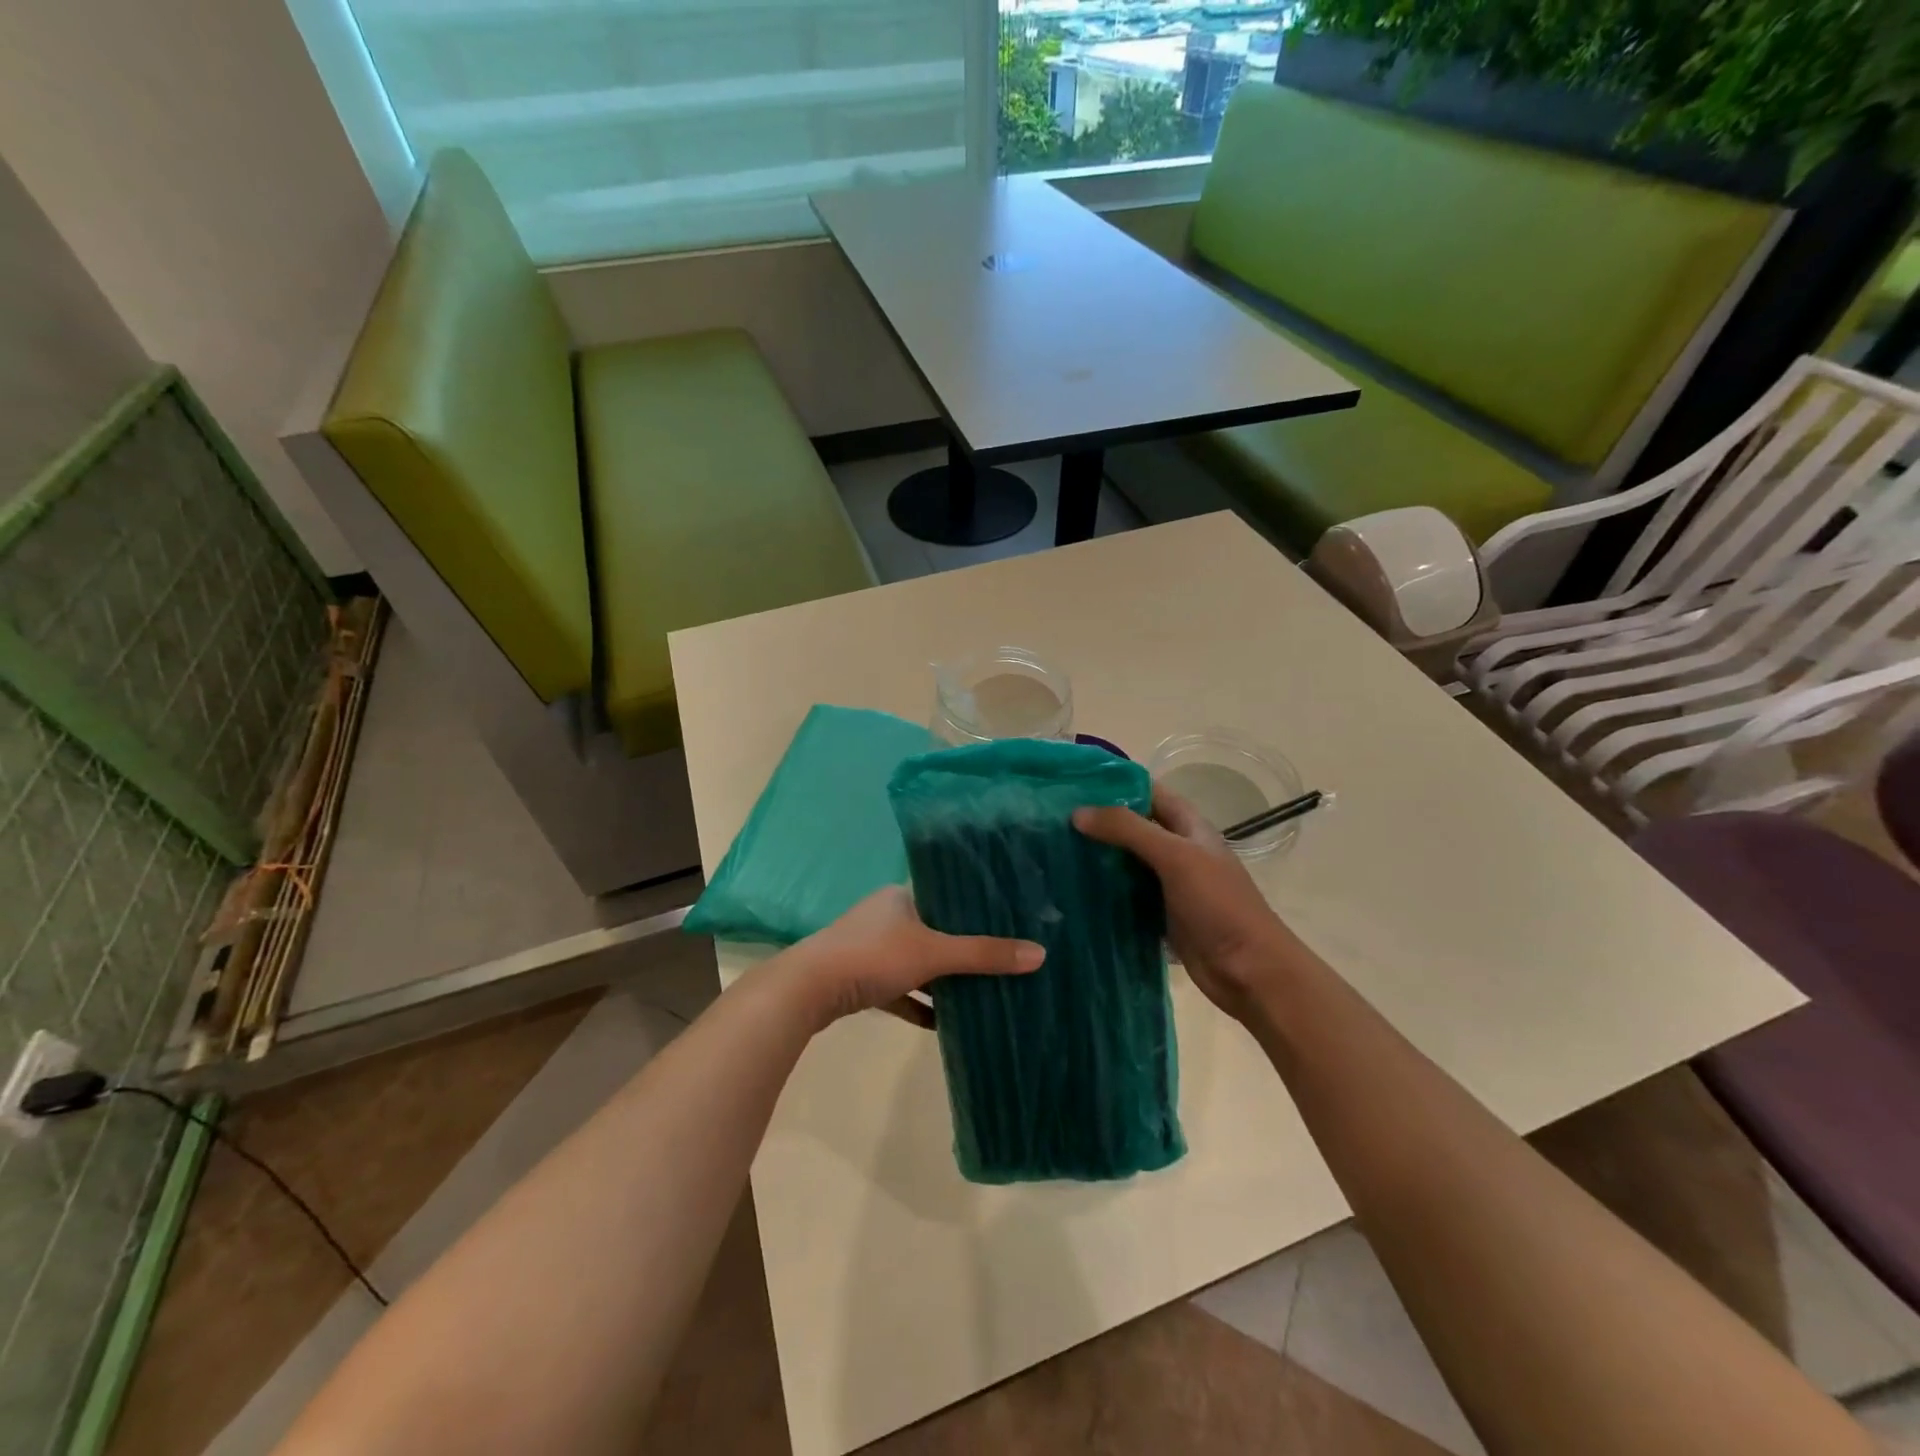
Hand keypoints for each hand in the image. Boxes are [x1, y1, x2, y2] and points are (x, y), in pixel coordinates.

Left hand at [795, 886, 1044, 1027]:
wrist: (808, 990)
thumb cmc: (873, 956)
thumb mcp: (934, 953)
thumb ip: (983, 954)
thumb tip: (1039, 954)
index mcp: (900, 896)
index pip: (946, 894)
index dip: (975, 907)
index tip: (1008, 920)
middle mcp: (885, 917)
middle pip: (934, 930)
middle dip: (963, 947)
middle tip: (1001, 958)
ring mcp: (869, 949)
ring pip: (916, 962)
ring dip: (941, 978)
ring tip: (980, 990)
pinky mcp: (859, 980)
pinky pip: (899, 990)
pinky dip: (918, 1003)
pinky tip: (942, 1023)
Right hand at [1075, 788, 1312, 1023]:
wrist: (1249, 970)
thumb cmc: (1218, 904)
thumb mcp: (1175, 857)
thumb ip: (1128, 830)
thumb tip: (1078, 813)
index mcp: (1189, 826)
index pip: (1148, 791)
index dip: (1115, 783)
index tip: (1072, 783)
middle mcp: (1177, 850)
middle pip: (1133, 826)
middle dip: (1098, 821)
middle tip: (1052, 818)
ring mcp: (1168, 884)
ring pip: (1126, 861)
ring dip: (1097, 856)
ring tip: (1053, 849)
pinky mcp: (1159, 915)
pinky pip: (1125, 895)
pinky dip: (1103, 890)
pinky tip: (1072, 889)